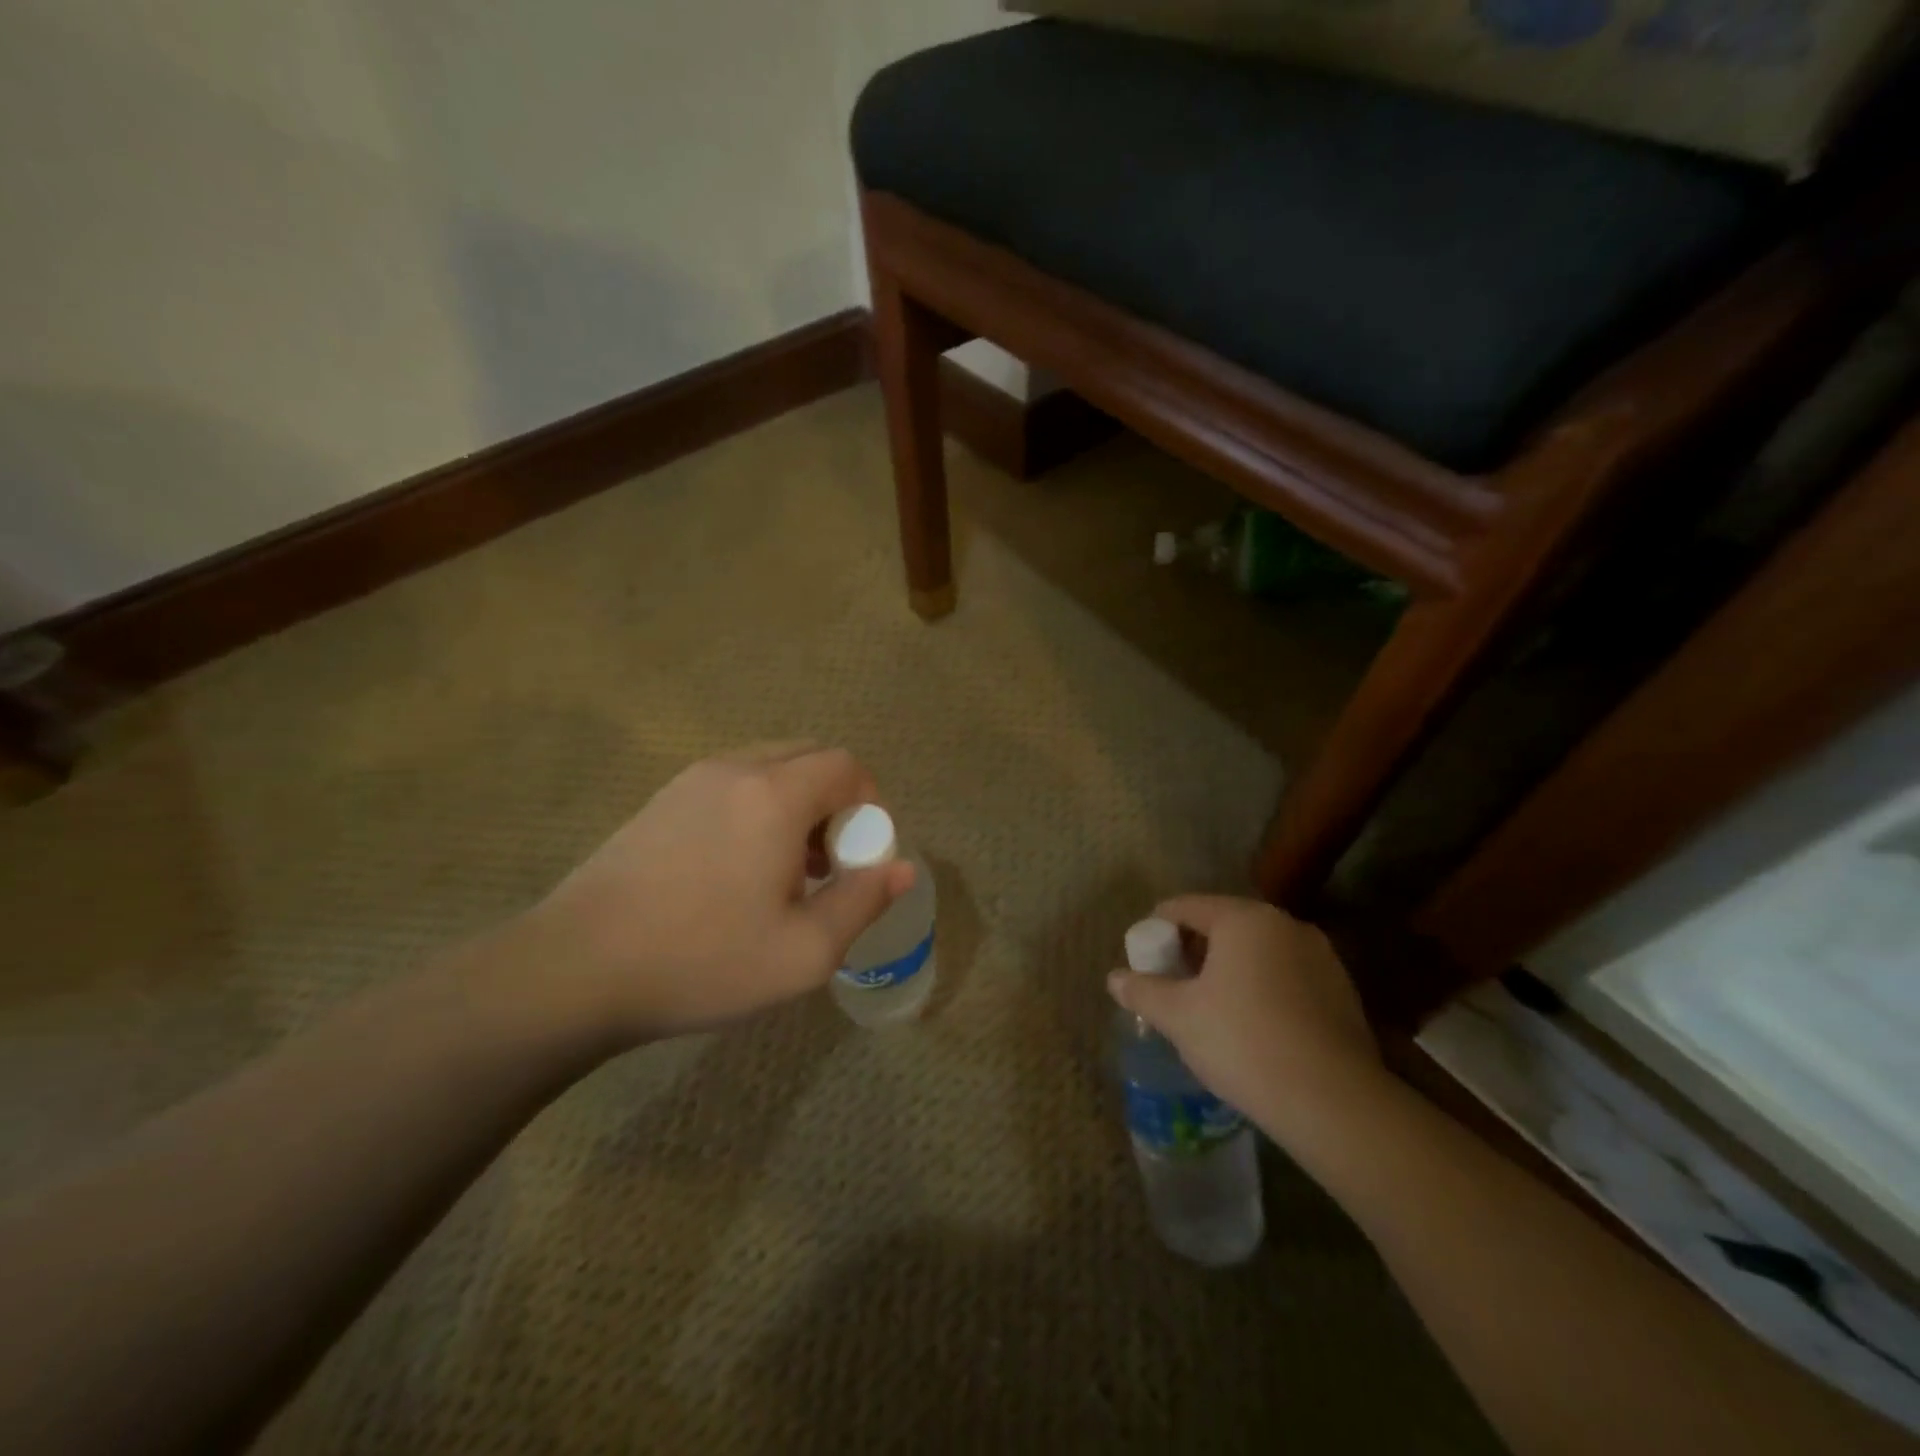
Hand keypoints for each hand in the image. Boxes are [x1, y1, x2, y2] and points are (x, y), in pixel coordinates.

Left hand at [506, 743, 912, 1044]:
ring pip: (769, 767)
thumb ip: (863, 901)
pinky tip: (736, 869)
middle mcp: (735, 769)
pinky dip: (757, 807)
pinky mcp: (660, 799)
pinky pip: (732, 783)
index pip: (845, 765)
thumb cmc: (702, 960)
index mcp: (775, 795)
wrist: (574, 970)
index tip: (860, 857)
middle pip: (809, 756)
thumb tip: (903, 868)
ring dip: (796, 804)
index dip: (869, 803)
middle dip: (835, 801)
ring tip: (784, 870)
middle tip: (827, 863)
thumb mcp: (804, 951)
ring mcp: (691, 780)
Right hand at [1107, 895, 1382, 1139]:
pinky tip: (1254, 1026)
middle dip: (1193, 950)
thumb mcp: (1178, 1016)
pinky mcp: (1342, 990)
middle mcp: (1284, 924)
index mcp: (1243, 919)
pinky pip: (1287, 975)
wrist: (1334, 1103)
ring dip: (1229, 969)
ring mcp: (1320, 956)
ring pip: (1258, 951)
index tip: (1143, 958)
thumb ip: (1142, 990)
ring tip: (1211, 1008)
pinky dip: (1263, 988)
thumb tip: (1115, 978)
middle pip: (1223, 924)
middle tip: (1172, 984)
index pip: (1185, 907)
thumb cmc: (1243, 1042)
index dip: (1156, 928)